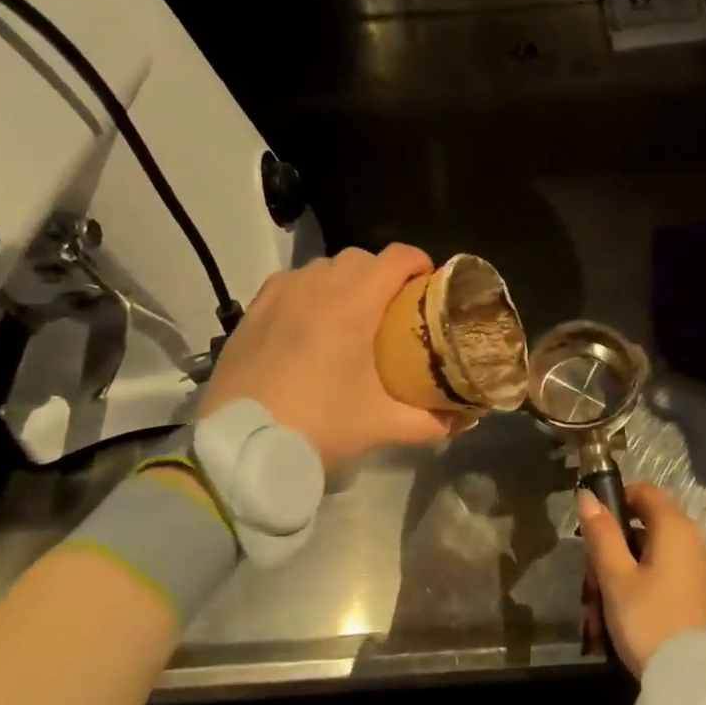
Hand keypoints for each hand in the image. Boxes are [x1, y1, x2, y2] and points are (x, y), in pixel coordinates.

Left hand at [201, 245, 455, 469]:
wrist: (241, 446)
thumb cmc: (318, 427)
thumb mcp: (381, 426)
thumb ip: (429, 421)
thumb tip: (464, 420)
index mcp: (353, 306)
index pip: (396, 258)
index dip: (419, 263)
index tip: (429, 284)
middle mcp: (317, 287)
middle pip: (362, 257)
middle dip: (384, 273)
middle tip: (394, 307)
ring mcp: (281, 294)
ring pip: (324, 266)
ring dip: (347, 279)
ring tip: (353, 313)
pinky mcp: (254, 309)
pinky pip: (293, 281)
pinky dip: (312, 289)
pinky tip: (311, 320)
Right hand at [578, 483, 705, 676]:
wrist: (698, 680)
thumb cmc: (650, 620)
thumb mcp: (616, 578)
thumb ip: (601, 534)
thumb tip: (587, 496)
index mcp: (674, 526)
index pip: (644, 491)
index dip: (616, 501)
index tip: (592, 530)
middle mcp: (691, 539)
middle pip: (643, 527)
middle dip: (611, 552)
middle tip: (589, 585)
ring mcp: (698, 567)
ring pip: (649, 557)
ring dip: (620, 577)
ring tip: (597, 616)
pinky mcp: (699, 592)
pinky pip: (662, 577)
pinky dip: (639, 590)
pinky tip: (620, 622)